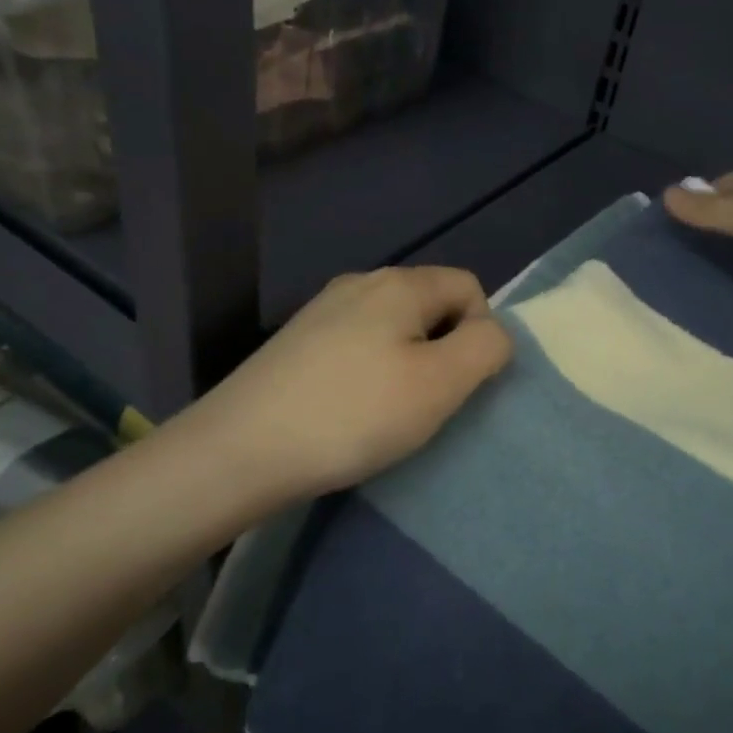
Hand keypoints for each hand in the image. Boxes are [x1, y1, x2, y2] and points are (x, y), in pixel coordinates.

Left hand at [174, 267, 512, 514]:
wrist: (239, 450)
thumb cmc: (353, 415)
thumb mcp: (440, 384)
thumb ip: (485, 348)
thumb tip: (492, 333)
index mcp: (400, 284)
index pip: (470, 287)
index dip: (480, 333)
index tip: (458, 383)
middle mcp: (361, 282)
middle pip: (430, 304)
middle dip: (443, 349)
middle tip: (426, 402)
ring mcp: (322, 309)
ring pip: (393, 326)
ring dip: (407, 362)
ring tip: (386, 410)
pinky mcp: (297, 340)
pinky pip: (358, 343)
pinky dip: (370, 371)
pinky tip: (348, 409)